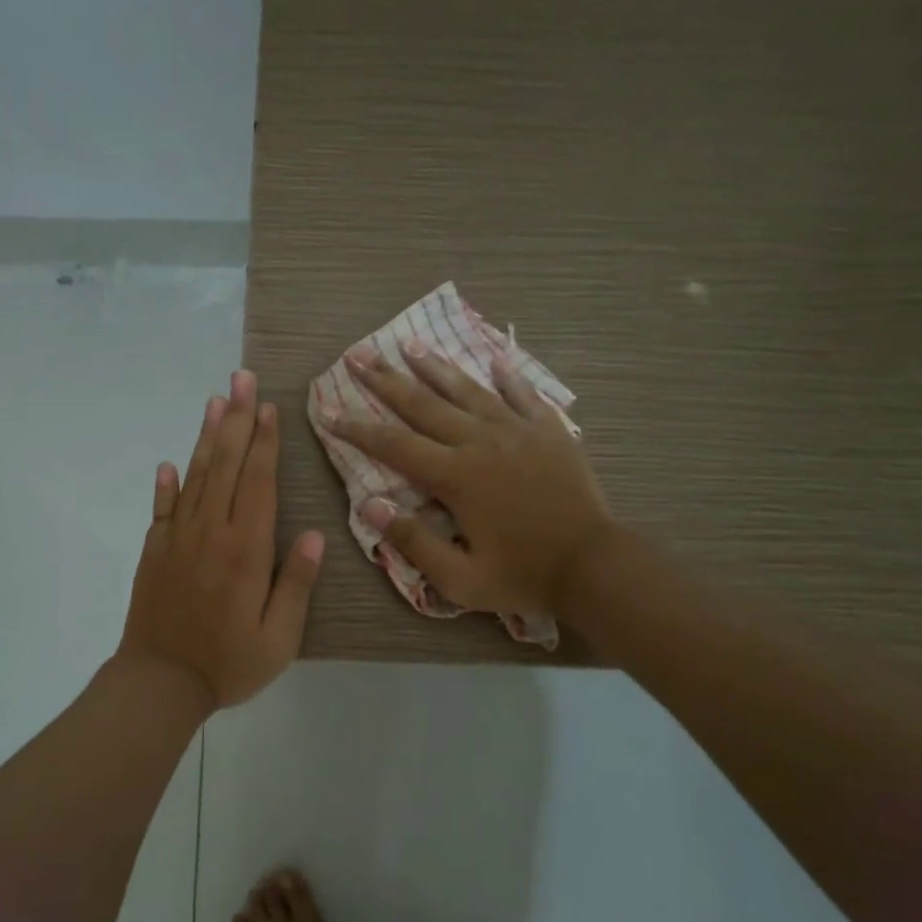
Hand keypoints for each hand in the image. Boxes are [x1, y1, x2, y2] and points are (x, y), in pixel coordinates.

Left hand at [119, 370, 324, 710]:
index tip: (268, 407)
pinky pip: (161, 509)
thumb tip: (313, 534)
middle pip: (224, 465)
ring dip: (205, 437)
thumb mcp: (278, 637)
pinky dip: (165, 484)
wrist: (158, 684)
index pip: (257, 482)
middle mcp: (211, 532)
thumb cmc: (228, 663)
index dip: (264, 443)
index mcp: (245, 549)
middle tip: (241, 379)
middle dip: (235, 420)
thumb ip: (296, 583)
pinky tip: (169, 463)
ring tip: (214, 401)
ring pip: (194, 477)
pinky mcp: (154, 551)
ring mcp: (178, 538)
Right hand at [324, 345, 611, 619]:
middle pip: (423, 404)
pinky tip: (494, 356)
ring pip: (467, 389)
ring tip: (410, 343)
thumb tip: (369, 505)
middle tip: (358, 354)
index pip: (393, 445)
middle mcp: (480, 441)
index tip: (327, 409)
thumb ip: (413, 541)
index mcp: (455, 476)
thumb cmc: (522, 575)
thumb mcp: (460, 578)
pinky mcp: (549, 430)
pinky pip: (523, 393)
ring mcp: (517, 430)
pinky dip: (506, 374)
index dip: (356, 427)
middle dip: (385, 379)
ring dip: (435, 366)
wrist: (594, 565)